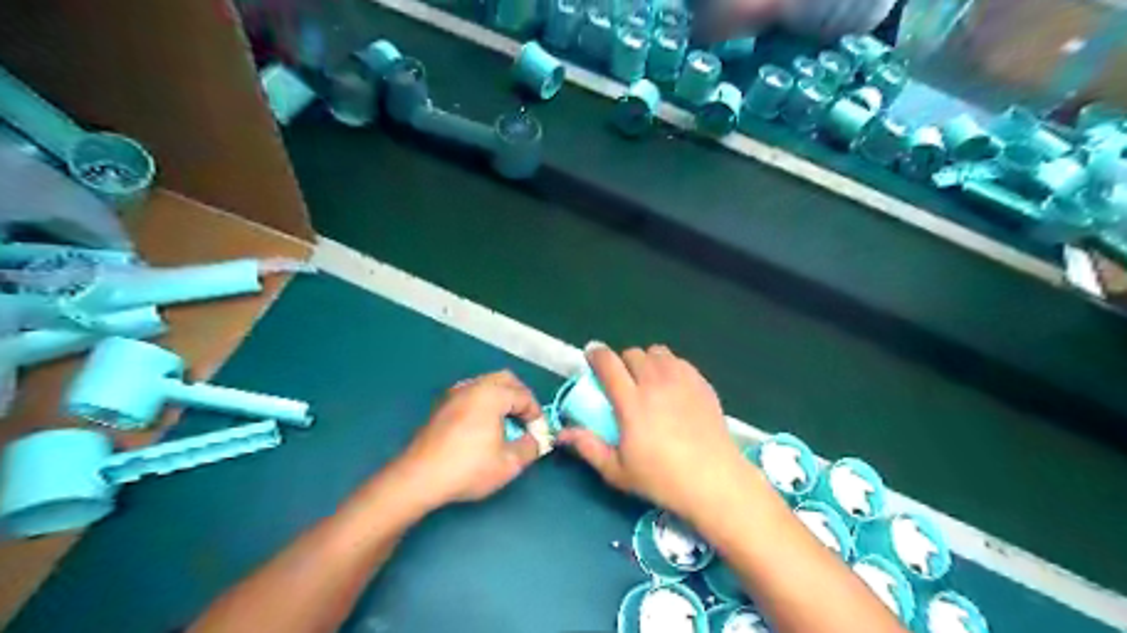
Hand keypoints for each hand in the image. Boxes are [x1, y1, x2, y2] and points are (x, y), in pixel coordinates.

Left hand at [392, 371, 543, 509]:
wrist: (419, 478)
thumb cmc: (467, 468)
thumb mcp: (509, 464)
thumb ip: (530, 447)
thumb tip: (536, 440)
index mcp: (491, 394)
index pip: (523, 396)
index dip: (536, 415)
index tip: (538, 434)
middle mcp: (472, 386)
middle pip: (505, 379)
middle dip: (520, 397)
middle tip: (526, 420)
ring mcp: (454, 394)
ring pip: (486, 384)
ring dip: (502, 398)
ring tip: (506, 424)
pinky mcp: (442, 406)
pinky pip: (471, 394)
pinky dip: (484, 403)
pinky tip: (484, 426)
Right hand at [555, 344, 746, 521]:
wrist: (714, 481)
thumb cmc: (661, 479)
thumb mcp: (617, 470)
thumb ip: (588, 446)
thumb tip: (562, 433)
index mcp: (631, 401)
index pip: (608, 363)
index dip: (596, 354)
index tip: (591, 358)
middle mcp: (655, 382)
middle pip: (632, 353)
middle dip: (622, 362)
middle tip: (622, 381)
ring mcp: (682, 380)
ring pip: (657, 352)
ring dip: (646, 361)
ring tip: (647, 381)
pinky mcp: (701, 383)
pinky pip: (679, 361)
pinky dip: (669, 366)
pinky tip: (671, 387)